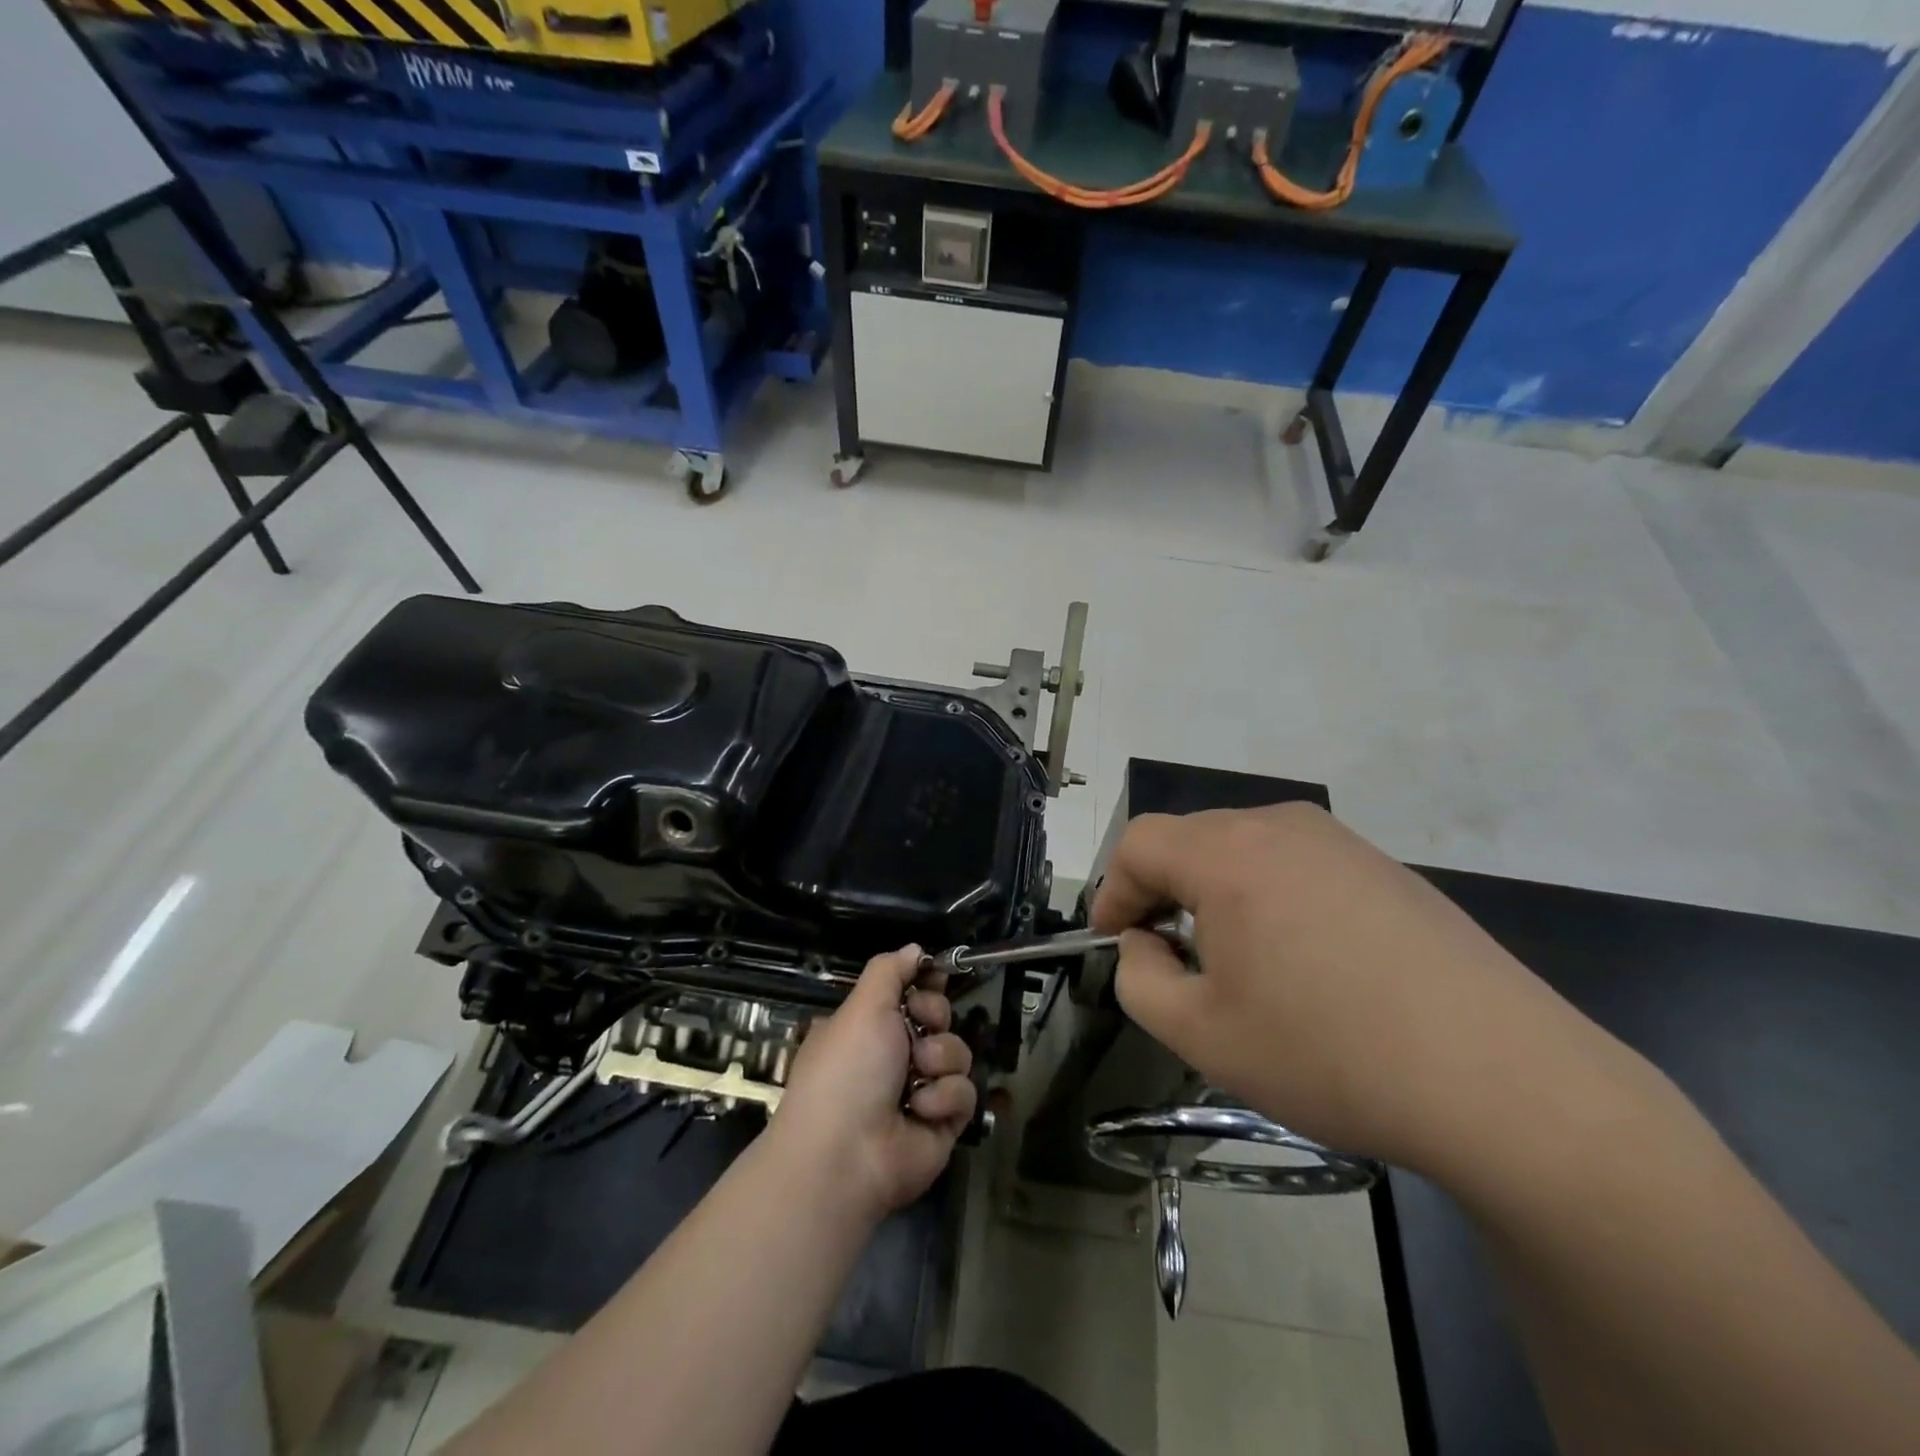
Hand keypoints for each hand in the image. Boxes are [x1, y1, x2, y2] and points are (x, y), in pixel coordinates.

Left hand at [770, 946, 976, 1217]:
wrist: (846, 1154)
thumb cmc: (848, 1068)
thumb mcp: (862, 1006)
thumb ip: (890, 970)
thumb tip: (915, 949)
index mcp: (870, 1026)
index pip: (911, 992)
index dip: (927, 982)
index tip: (936, 974)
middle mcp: (896, 1055)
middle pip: (940, 1017)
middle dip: (935, 1017)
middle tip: (920, 1028)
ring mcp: (922, 1090)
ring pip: (957, 1052)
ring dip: (939, 1060)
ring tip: (916, 1079)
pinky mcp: (943, 1122)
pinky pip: (964, 1092)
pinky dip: (943, 1099)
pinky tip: (920, 1111)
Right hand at [1091, 803, 1601, 1174]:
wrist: (1504, 1081)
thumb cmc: (1328, 1053)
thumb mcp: (1200, 1033)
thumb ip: (1138, 977)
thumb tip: (1144, 941)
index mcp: (1229, 853)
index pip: (1140, 843)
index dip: (1112, 890)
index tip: (1112, 941)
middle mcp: (1281, 826)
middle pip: (1191, 840)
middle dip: (1162, 892)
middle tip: (1168, 958)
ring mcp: (1342, 842)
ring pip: (1244, 851)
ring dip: (1216, 895)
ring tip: (1234, 964)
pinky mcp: (1386, 869)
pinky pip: (1299, 868)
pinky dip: (1270, 900)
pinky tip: (1303, 964)